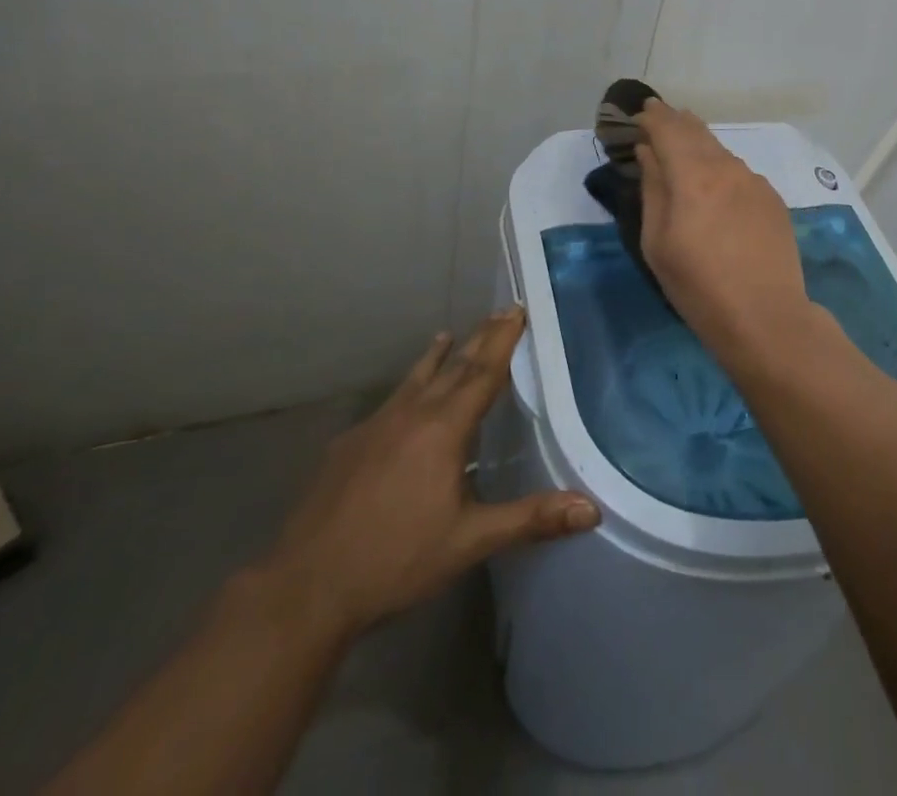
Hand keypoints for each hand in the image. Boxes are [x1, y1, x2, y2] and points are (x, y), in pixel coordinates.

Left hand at [256, 308, 597, 645]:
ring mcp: (374, 426)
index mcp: (443, 429)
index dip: (503, 340)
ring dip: (437, 357)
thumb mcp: (469, 542)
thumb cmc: (396, 560)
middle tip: (500, 312)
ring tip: (447, 335)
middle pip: (452, 366)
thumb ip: (530, 519)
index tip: (517, 309)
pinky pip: (388, 403)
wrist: (306, 586)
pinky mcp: (348, 444)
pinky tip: (402, 403)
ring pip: (414, 379)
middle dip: (479, 338)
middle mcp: (411, 414)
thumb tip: (591, 509)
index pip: (482, 372)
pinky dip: (406, 389)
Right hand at [634, 100, 812, 349]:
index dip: (652, 118)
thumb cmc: (698, 286)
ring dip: (699, 143)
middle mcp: (727, 168)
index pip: (668, 129)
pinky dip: (721, 167)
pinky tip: (716, 183)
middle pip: (697, 132)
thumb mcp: (658, 242)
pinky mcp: (772, 199)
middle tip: (659, 116)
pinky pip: (739, 172)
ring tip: (685, 145)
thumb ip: (653, 189)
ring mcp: (754, 181)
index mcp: (693, 176)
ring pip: (720, 150)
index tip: (640, 113)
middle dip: (675, 122)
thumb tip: (648, 153)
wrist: (766, 317)